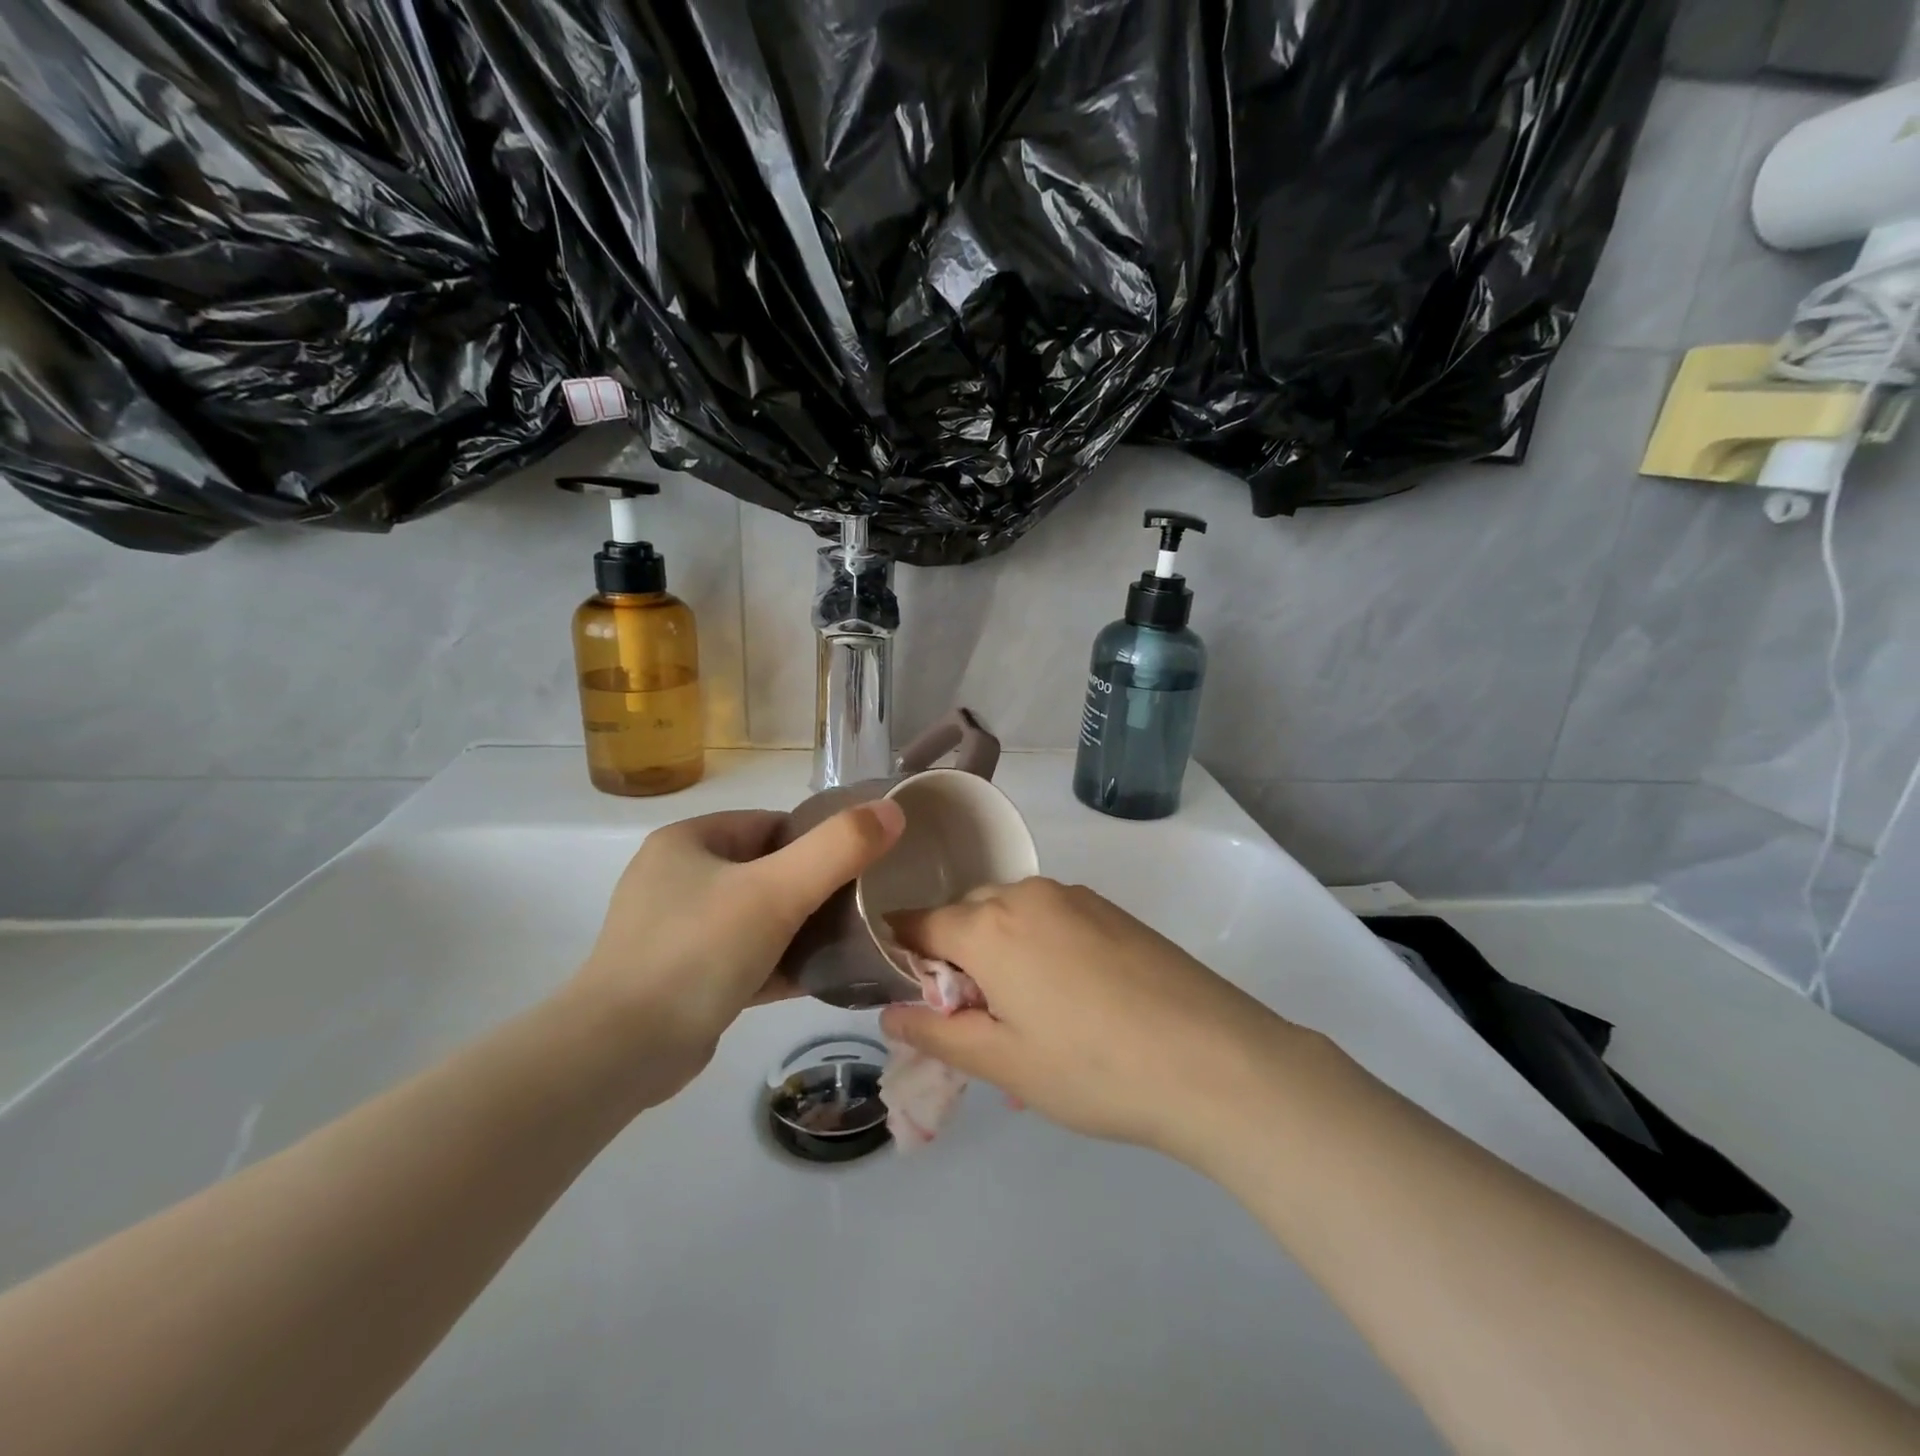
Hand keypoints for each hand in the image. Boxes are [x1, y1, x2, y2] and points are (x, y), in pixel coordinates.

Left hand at [569, 800, 904, 1090]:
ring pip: (757, 917)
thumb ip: (838, 848)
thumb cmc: (698, 952)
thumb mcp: (776, 891)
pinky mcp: (683, 978)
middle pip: (767, 871)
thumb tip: (893, 810)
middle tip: (861, 909)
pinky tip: (821, 977)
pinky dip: (779, 963)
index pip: (771, 825)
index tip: (860, 868)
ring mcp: (676, 931)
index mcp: (688, 842)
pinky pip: (744, 957)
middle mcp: (677, 878)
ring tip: (851, 942)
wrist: (620, 1055)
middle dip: (814, 889)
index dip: (818, 842)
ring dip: (800, 929)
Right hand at [879, 878, 1305, 1159]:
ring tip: (1025, 1014)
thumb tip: (889, 1011)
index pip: (920, 921)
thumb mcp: (1004, 1062)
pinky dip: (1037, 945)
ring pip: (1012, 914)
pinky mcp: (1111, 910)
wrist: (1214, 1060)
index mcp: (990, 926)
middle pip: (967, 913)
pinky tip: (1069, 998)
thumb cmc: (1093, 1068)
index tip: (905, 990)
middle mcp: (1028, 894)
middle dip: (955, 955)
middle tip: (974, 1018)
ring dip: (999, 950)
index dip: (901, 951)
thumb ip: (937, 1031)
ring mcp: (1075, 897)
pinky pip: (1051, 917)